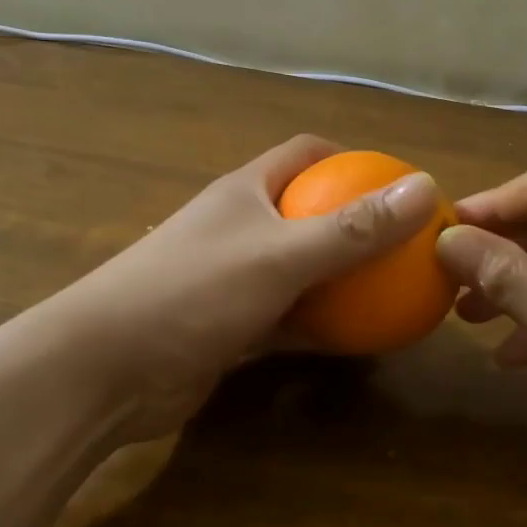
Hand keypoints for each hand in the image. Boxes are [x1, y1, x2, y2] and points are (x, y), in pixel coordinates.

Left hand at [45, 135, 439, 442]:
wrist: (101, 373)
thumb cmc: (191, 292)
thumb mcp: (281, 255)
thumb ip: (353, 227)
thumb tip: (425, 187)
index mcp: (247, 191)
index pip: (306, 153)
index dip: (353, 158)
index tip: (398, 183)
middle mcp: (241, 227)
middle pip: (309, 211)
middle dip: (356, 224)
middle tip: (408, 245)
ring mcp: (234, 278)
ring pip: (302, 268)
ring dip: (342, 278)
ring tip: (395, 291)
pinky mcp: (230, 326)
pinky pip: (289, 316)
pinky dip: (321, 323)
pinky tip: (359, 339)